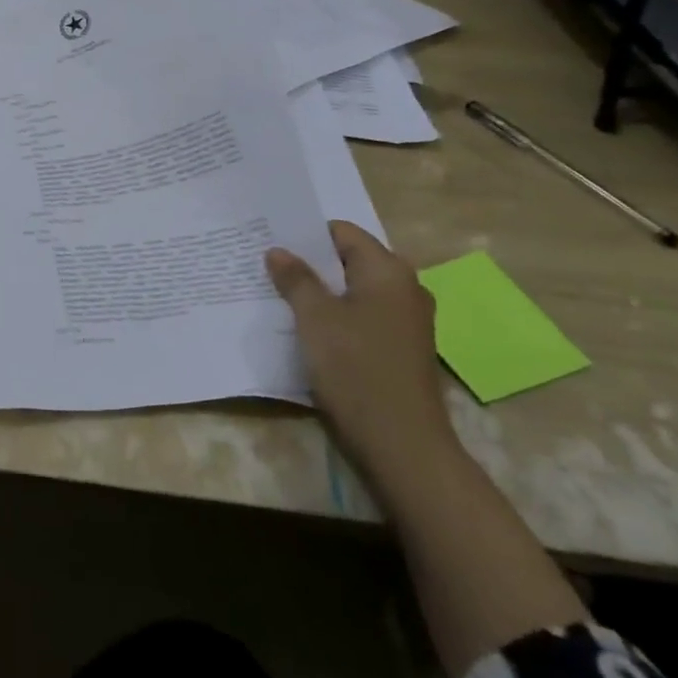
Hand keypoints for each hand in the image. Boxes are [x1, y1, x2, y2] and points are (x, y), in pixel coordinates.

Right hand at [266, 221, 454, 478]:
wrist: (402, 446)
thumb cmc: (356, 369)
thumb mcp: (315, 318)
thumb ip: (295, 279)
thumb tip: (278, 251)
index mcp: (388, 270)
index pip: (341, 232)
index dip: (305, 234)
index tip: (271, 242)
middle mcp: (405, 288)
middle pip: (349, 260)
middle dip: (311, 264)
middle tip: (269, 267)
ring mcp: (408, 320)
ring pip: (355, 291)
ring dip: (322, 293)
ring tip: (282, 296)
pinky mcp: (402, 348)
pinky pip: (364, 316)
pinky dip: (337, 316)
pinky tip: (309, 329)